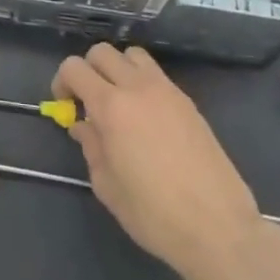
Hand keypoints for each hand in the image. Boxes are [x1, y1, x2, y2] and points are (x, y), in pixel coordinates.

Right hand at [54, 44, 266, 279]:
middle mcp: (138, 88)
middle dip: (88, 70)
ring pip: (133, 56)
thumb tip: (83, 125)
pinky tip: (146, 118)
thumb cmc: (153, 214)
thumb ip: (91, 147)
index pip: (75, 67)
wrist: (217, 227)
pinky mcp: (188, 102)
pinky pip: (157, 75)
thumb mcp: (107, 186)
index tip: (65, 105)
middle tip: (88, 101)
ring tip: (119, 102)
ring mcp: (167, 91)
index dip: (62, 81)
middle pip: (103, 52)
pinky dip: (142, 83)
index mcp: (111, 107)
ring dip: (118, 69)